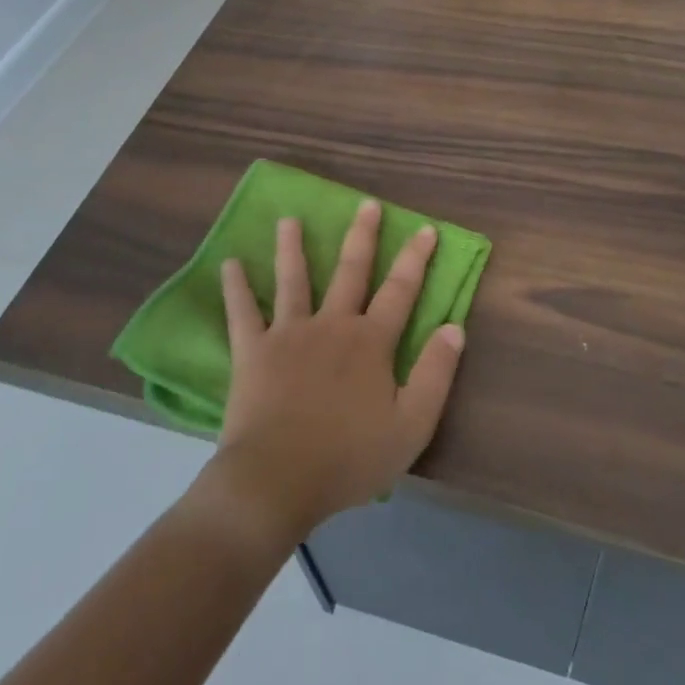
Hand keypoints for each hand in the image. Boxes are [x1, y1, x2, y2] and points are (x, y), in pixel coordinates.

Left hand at [207, 202, 464, 545]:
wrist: (279, 479)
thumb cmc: (349, 457)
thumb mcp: (411, 426)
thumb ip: (435, 374)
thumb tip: (455, 328)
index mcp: (370, 342)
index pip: (400, 291)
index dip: (415, 259)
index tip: (425, 229)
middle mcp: (331, 325)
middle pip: (350, 272)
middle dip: (362, 236)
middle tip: (366, 204)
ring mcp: (288, 333)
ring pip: (294, 280)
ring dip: (293, 247)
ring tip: (289, 219)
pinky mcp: (252, 350)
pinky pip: (242, 312)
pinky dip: (236, 287)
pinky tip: (229, 263)